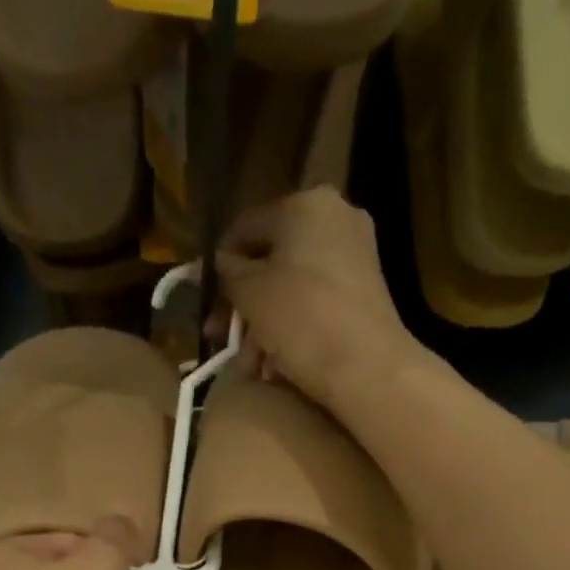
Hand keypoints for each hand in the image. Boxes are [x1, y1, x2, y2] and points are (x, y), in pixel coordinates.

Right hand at [215, 187, 421, 408]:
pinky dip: (292, 331)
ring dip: (263, 327)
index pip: (245, 227)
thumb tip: (220, 262)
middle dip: (242, 305)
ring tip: (250, 365)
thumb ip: (228, 272)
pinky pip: (315, 305)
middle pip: (270, 261)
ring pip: (291, 288)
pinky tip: (275, 366)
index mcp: (305, 204)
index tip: (203, 299)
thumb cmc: (301, 318)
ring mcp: (355, 257)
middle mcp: (335, 219)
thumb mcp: (250, 293)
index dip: (218, 264)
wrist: (367, 366)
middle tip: (221, 338)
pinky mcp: (365, 294)